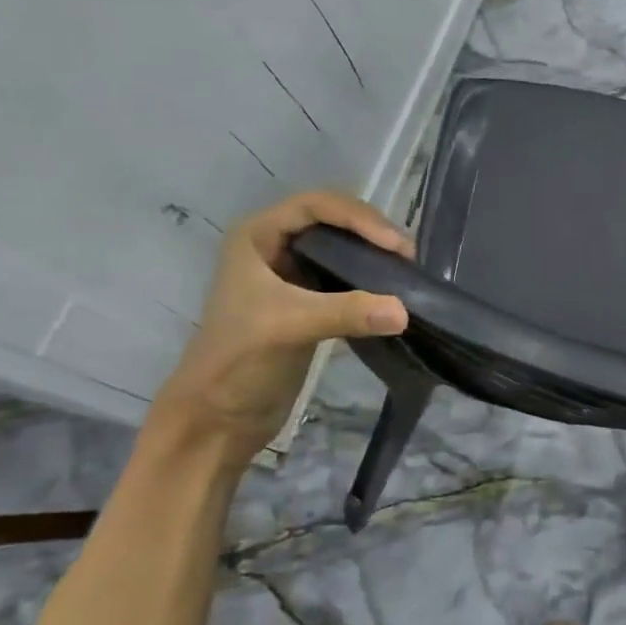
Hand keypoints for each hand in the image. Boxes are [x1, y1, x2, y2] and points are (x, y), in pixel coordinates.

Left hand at [153, 190, 412, 462]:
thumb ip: (347, 312)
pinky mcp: (311, 303)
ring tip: (407, 272)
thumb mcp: (289, 327)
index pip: (316, 205)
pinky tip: (395, 293)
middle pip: (335, 221)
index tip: (394, 245)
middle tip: (407, 258)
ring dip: (376, 256)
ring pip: (344, 249)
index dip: (358, 218)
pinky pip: (349, 279)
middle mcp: (275, 248)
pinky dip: (373, 281)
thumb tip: (406, 311)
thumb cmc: (237, 360)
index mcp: (257, 237)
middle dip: (372, 233)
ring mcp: (294, 276)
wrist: (218, 418)